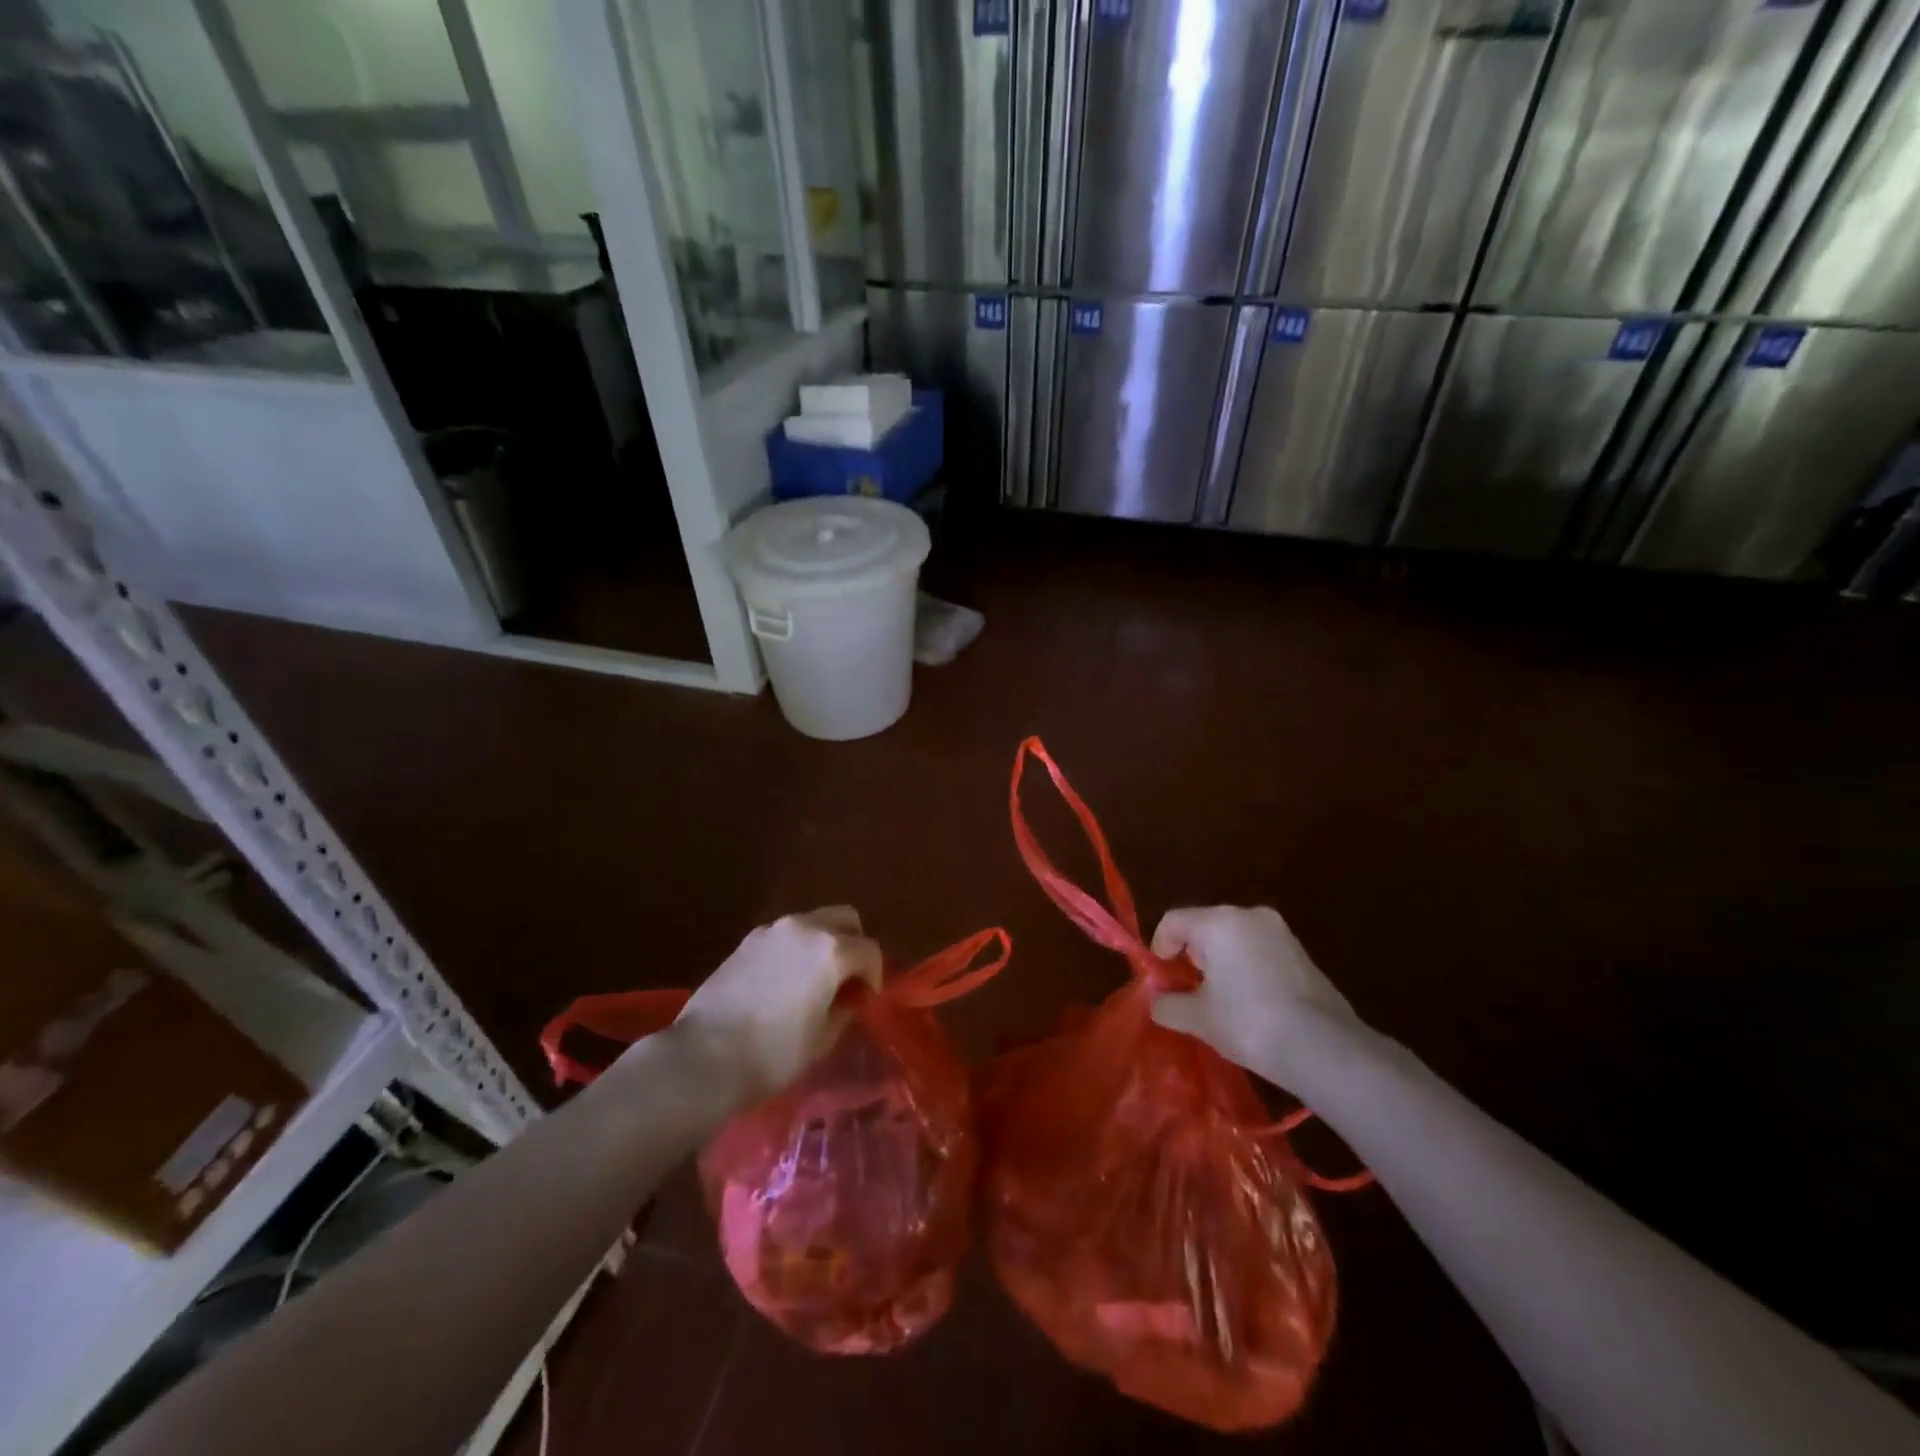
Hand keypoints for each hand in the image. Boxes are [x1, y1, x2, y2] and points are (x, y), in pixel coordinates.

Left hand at [669, 906, 881, 1101]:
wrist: (703, 1057)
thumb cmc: (773, 1053)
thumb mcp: (822, 1038)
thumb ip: (843, 1009)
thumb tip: (847, 999)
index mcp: (832, 950)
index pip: (870, 951)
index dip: (874, 976)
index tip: (866, 1000)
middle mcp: (806, 928)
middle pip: (845, 919)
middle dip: (854, 944)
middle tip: (848, 978)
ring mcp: (772, 930)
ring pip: (813, 922)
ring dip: (824, 943)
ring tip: (814, 980)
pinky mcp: (747, 940)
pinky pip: (785, 935)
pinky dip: (796, 948)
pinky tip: (784, 981)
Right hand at [1148, 906, 1358, 1082]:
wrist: (1324, 1048)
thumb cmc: (1249, 1023)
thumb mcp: (1199, 1019)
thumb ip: (1169, 1005)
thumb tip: (1157, 1001)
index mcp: (1219, 922)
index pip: (1174, 920)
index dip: (1159, 945)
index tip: (1160, 976)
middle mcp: (1249, 916)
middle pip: (1205, 925)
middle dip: (1191, 954)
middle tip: (1187, 988)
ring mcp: (1280, 932)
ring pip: (1235, 937)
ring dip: (1220, 961)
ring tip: (1219, 999)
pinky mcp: (1301, 952)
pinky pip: (1259, 950)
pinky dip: (1246, 967)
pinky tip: (1250, 1002)